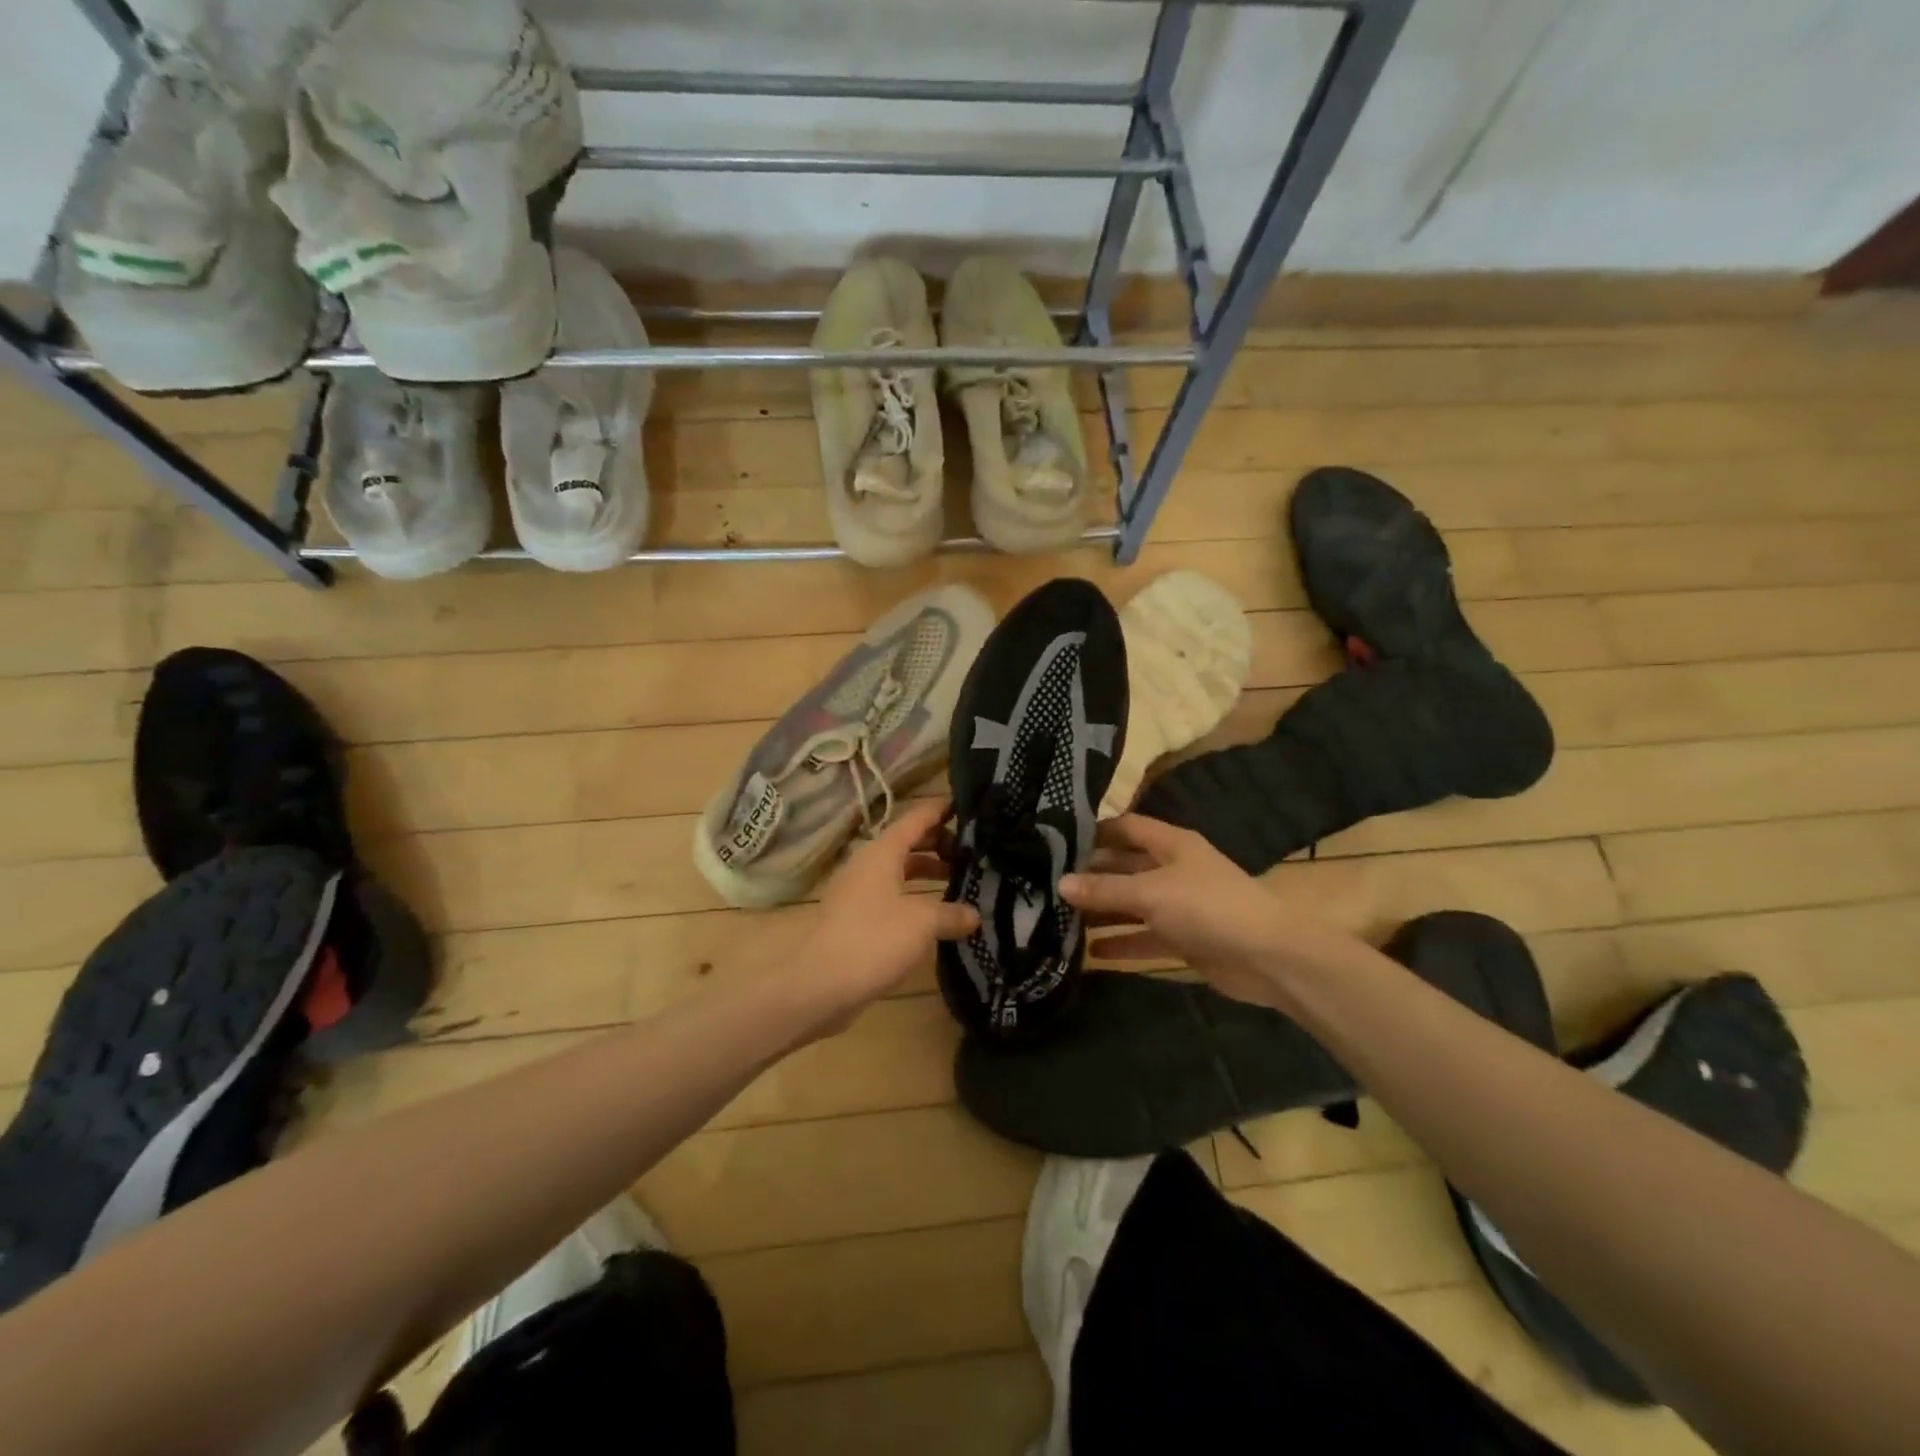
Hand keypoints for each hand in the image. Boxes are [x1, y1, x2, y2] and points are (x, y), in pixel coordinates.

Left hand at [798, 797, 978, 1030]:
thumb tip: (974, 915)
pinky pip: (890, 896)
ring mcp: (856, 893)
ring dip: (925, 872)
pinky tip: (933, 916)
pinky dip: (913, 897)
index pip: (914, 819)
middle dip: (937, 843)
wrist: (820, 986)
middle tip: (971, 850)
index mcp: (881, 853)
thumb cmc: (874, 939)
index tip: (964, 804)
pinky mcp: (853, 919)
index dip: (938, 810)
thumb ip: (952, 914)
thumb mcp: (922, 923)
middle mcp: (867, 865)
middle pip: (906, 844)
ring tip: (957, 881)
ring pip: (897, 871)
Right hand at [1060, 814, 1327, 1008]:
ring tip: (1060, 918)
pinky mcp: (1184, 939)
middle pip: (1125, 866)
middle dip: (1091, 875)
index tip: (1056, 841)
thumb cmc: (1208, 907)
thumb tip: (1059, 883)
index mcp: (1171, 844)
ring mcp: (1179, 906)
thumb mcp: (1150, 893)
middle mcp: (1173, 870)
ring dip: (1103, 912)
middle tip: (1047, 884)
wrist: (1268, 957)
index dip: (1095, 831)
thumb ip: (1105, 890)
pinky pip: (1145, 937)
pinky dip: (1122, 944)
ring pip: (1132, 904)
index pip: (1126, 827)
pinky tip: (1091, 953)